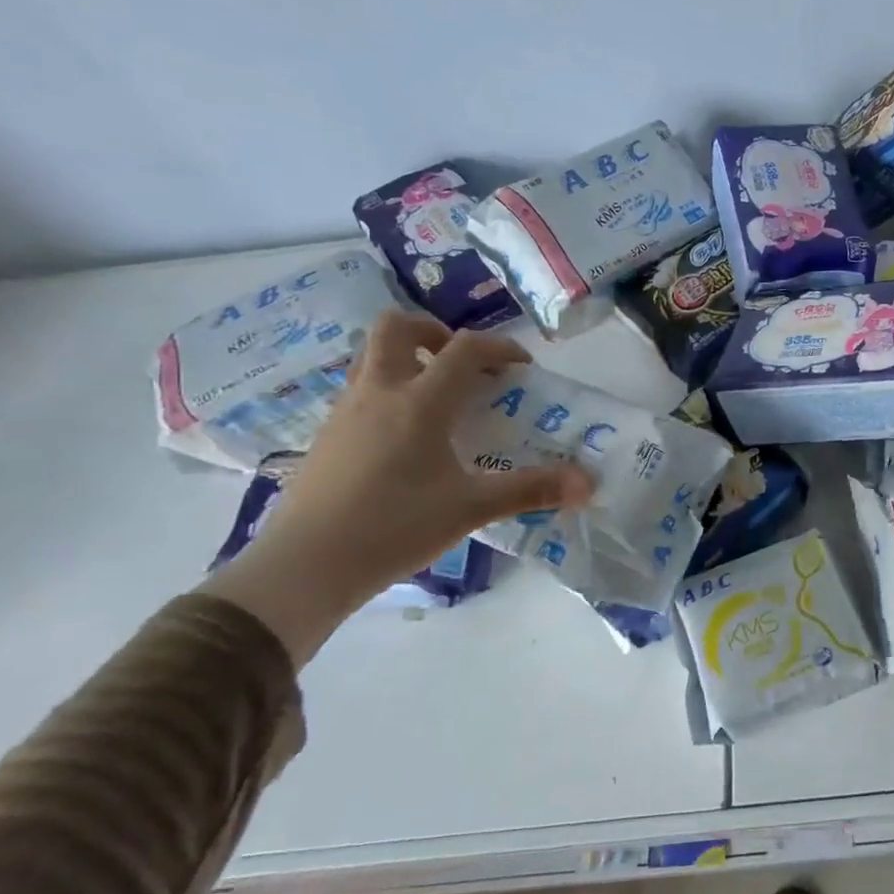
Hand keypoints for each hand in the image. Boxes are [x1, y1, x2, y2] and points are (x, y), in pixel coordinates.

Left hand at [205, 312, 592, 665]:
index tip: (521, 369)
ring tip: (440, 399)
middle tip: (464, 364)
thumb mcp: (472, 508)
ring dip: (409, 360)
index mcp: (419, 403)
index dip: (499, 348)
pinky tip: (409, 438)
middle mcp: (378, 393)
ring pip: (372, 358)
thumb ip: (531, 490)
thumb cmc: (395, 527)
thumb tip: (587, 483)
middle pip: (396, 328)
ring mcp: (345, 413)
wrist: (306, 565)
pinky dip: (390, 392)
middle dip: (435, 333)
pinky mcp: (327, 437)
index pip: (464, 350)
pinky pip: (361, 391)